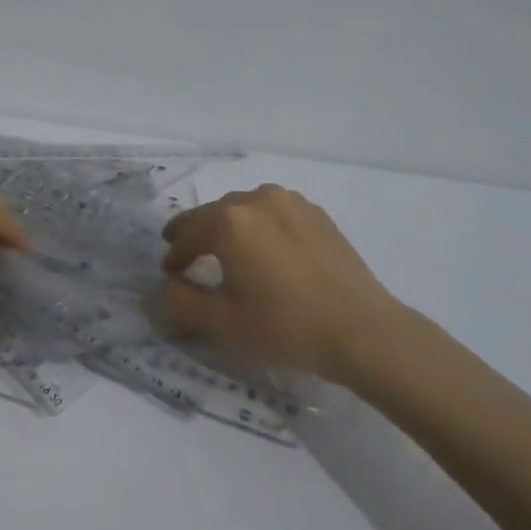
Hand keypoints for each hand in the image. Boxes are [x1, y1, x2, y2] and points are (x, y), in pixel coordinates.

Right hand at [160, 185, 400, 384]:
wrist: (363, 330)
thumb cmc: (286, 326)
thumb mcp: (224, 322)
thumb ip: (183, 302)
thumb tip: (168, 288)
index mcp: (229, 221)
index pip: (188, 233)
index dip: (174, 254)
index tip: (169, 272)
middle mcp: (256, 199)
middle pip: (214, 215)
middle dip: (197, 234)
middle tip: (186, 254)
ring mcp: (290, 202)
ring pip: (245, 209)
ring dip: (229, 227)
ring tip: (226, 251)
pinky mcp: (316, 213)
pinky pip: (274, 213)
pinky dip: (260, 227)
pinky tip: (266, 250)